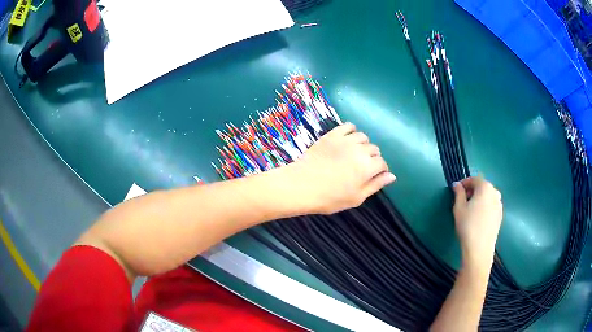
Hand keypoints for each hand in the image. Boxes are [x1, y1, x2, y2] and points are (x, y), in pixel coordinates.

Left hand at [288, 123, 395, 214]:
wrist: (301, 185)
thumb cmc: (329, 198)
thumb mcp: (356, 198)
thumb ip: (375, 185)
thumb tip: (392, 176)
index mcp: (367, 167)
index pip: (382, 164)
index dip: (380, 170)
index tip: (373, 176)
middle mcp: (360, 150)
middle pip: (374, 149)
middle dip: (372, 158)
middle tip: (361, 168)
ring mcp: (345, 140)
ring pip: (363, 137)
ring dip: (363, 145)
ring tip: (355, 154)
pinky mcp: (332, 135)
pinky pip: (348, 126)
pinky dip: (351, 131)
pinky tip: (348, 140)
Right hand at [452, 176, 502, 271]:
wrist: (479, 248)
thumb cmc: (467, 226)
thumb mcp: (458, 208)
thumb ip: (458, 193)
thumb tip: (457, 185)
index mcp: (485, 187)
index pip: (474, 179)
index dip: (464, 183)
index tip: (456, 190)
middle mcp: (495, 192)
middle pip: (483, 186)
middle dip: (473, 190)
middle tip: (463, 200)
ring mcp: (499, 204)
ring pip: (488, 196)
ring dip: (479, 198)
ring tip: (471, 209)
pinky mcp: (500, 215)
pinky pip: (491, 205)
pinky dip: (485, 206)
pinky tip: (478, 217)